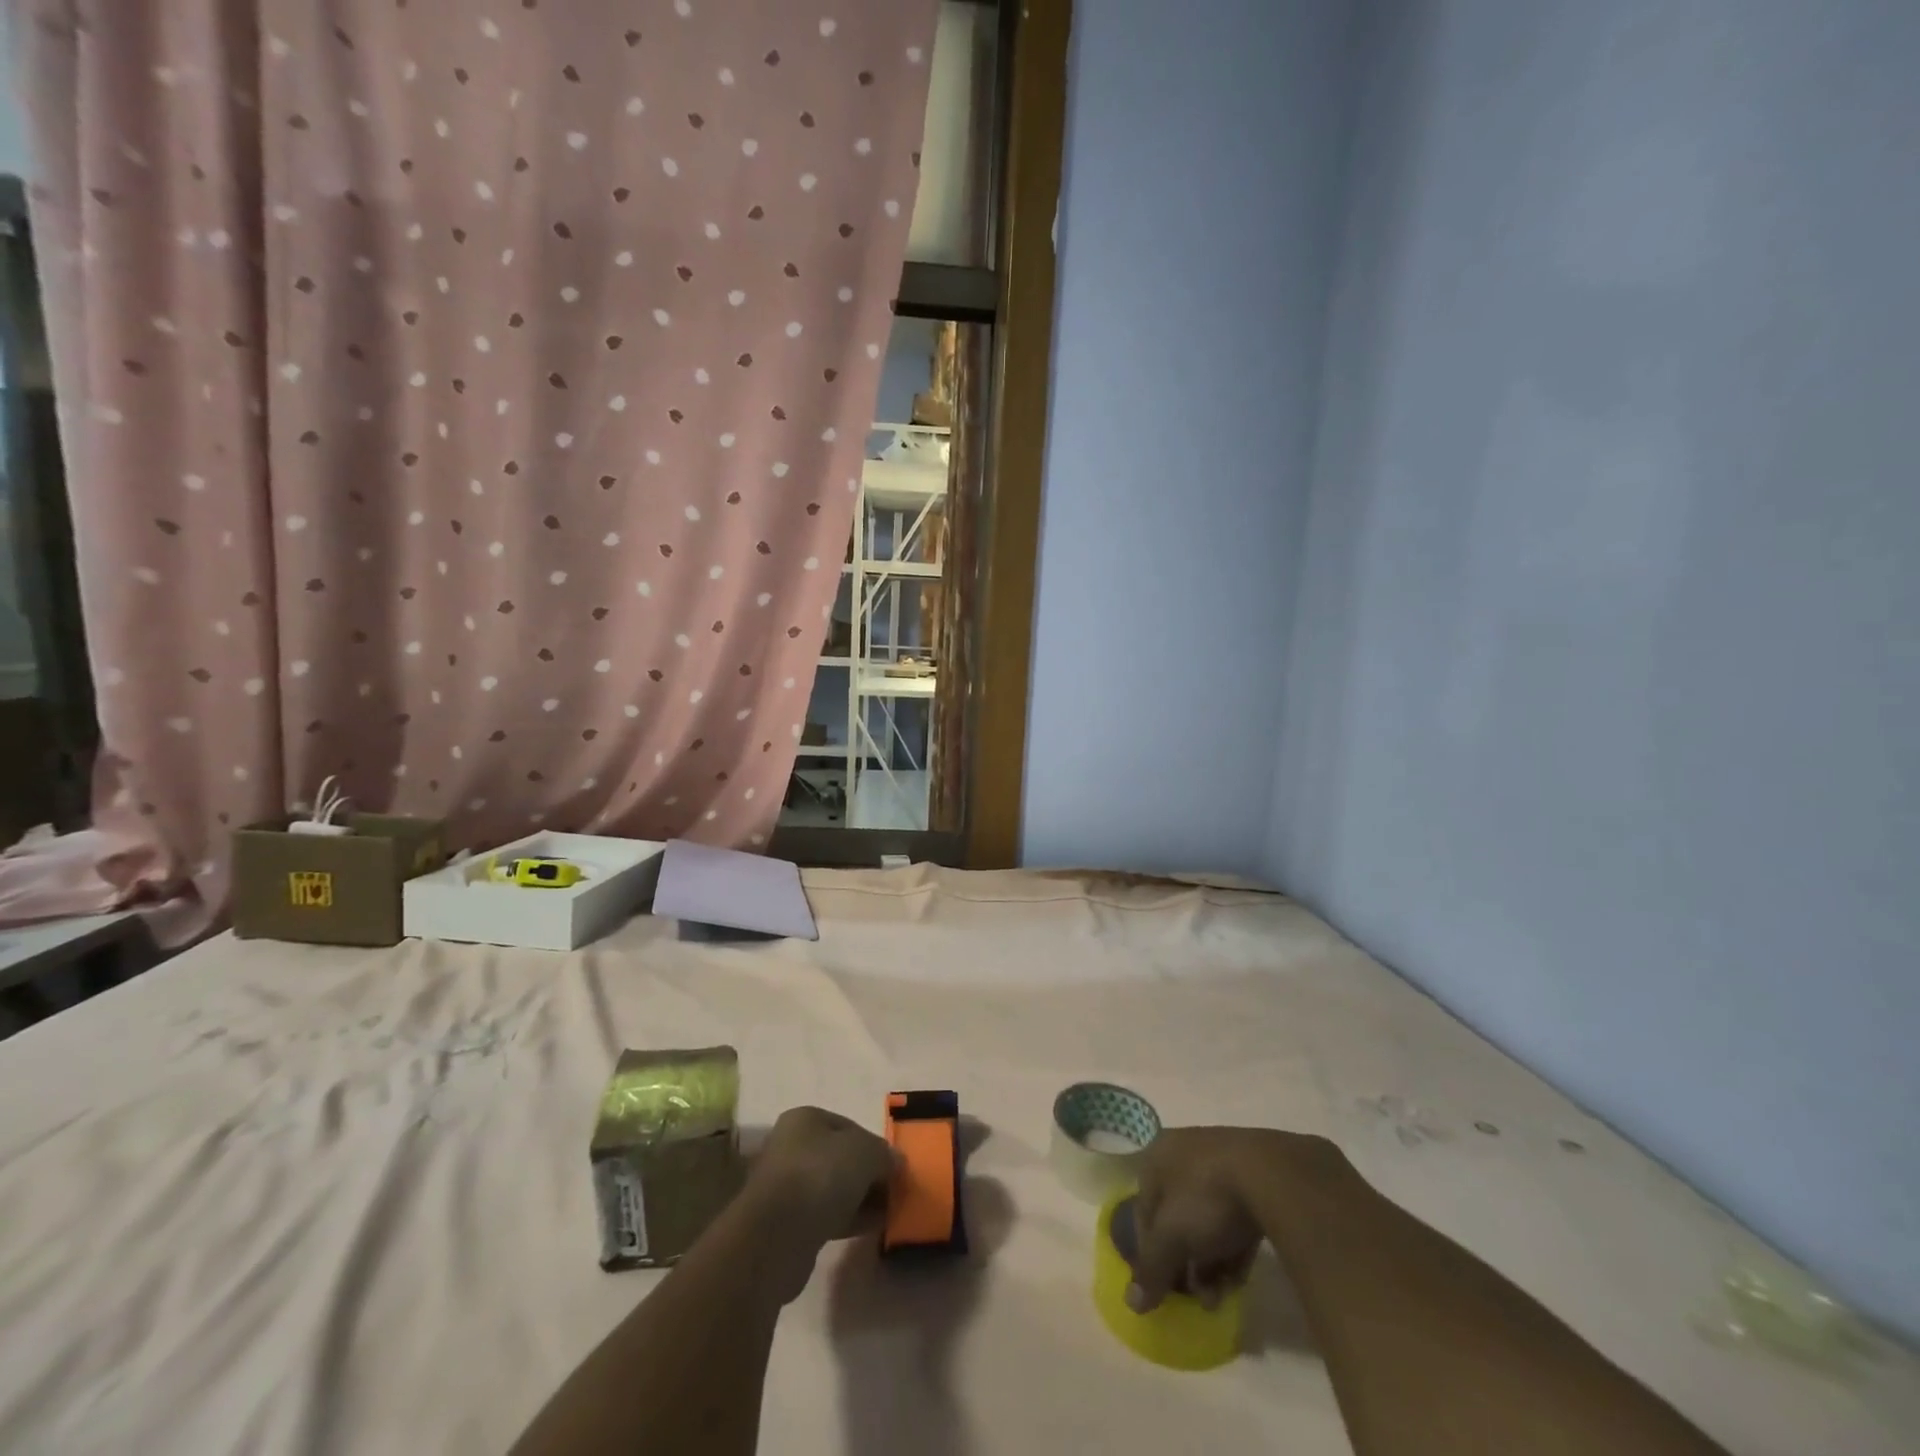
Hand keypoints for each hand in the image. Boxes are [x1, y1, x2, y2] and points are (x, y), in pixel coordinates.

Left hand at [746, 1106, 897, 1259]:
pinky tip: (871, 1228)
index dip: (875, 1145)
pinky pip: (825, 1215)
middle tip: (894, 1191)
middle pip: (841, 1158)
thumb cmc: (821, 1175)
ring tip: (888, 1213)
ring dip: (860, 1199)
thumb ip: (884, 1154)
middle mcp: (792, 1146)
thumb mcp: (866, 1152)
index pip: (850, 1126)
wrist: (776, 1236)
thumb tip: (895, 1162)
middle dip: (869, 1174)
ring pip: (833, 1188)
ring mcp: (787, 1186)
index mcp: (805, 1118)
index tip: (895, 1167)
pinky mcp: (786, 1223)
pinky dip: (848, 1219)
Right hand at [1126, 1125, 1339, 1312]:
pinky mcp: (1255, 1180)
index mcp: (1157, 1156)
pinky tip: (1239, 1279)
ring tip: (1220, 1297)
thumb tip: (1133, 1303)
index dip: (1149, 1252)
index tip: (1162, 1288)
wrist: (1273, 1175)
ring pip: (1207, 1222)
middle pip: (1176, 1218)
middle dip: (1185, 1263)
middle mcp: (1184, 1154)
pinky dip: (1234, 1250)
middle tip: (1195, 1298)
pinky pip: (1235, 1220)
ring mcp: (1222, 1164)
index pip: (1143, 1210)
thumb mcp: (1170, 1237)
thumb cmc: (1206, 1197)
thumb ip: (1151, 1268)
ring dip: (1210, 1264)